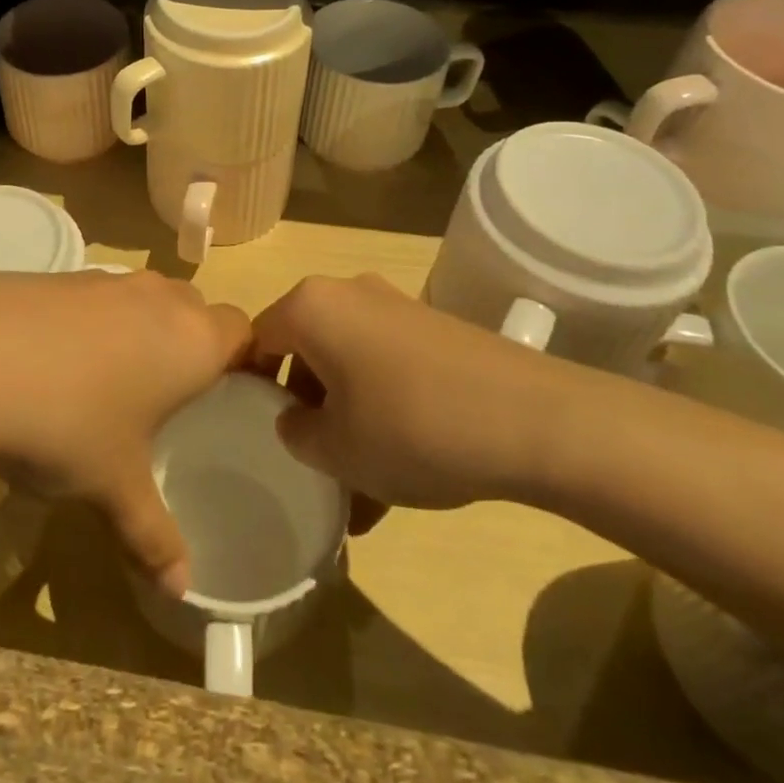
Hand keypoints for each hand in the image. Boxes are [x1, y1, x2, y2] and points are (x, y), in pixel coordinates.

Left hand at [0, 270, 248, 595]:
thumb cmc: (69, 424)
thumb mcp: (114, 488)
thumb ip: (154, 537)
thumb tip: (181, 591)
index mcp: (191, 340)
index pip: (241, 331)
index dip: (243, 359)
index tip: (228, 394)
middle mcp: (157, 297)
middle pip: (194, 308)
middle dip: (190, 343)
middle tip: (170, 395)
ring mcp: (105, 279)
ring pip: (144, 297)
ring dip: (140, 329)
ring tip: (111, 382)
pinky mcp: (58, 274)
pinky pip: (96, 295)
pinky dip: (92, 321)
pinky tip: (56, 363)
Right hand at [251, 274, 570, 516]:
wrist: (535, 419)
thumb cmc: (411, 426)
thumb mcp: (336, 449)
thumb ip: (296, 433)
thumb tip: (296, 422)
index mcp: (310, 307)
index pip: (256, 339)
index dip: (248, 388)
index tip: (254, 433)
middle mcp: (348, 294)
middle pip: (304, 350)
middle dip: (303, 409)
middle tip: (310, 461)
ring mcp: (395, 309)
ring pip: (348, 366)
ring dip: (346, 419)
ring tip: (360, 488)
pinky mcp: (433, 330)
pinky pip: (387, 369)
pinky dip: (382, 411)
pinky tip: (402, 470)